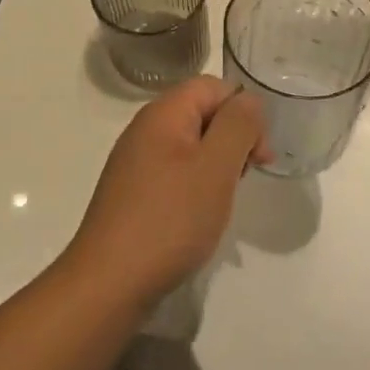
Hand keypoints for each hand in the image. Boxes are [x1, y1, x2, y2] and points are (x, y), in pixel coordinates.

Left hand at [66, 76, 269, 304]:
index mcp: (162, 114)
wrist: (110, 283)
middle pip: (202, 113)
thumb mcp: (216, 167)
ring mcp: (136, 164)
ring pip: (191, 146)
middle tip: (248, 176)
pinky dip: (197, 186)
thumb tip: (249, 101)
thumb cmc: (170, 220)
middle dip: (234, 138)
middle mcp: (145, 131)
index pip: (213, 86)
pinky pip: (175, 173)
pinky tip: (202, 215)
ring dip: (218, 165)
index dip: (244, 111)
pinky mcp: (134, 194)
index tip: (260, 154)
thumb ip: (238, 125)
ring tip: (225, 199)